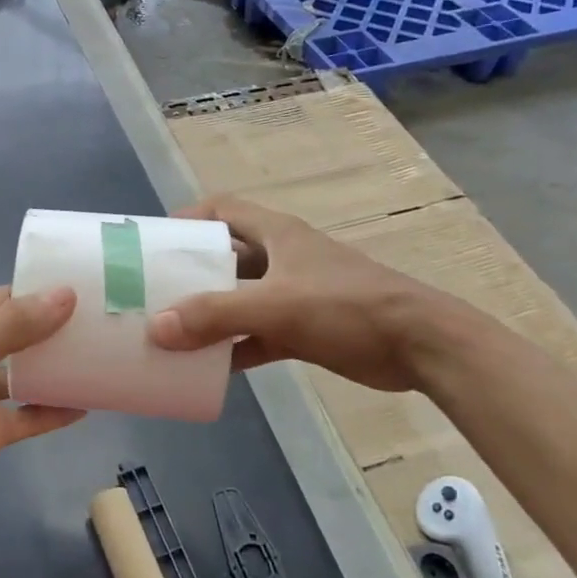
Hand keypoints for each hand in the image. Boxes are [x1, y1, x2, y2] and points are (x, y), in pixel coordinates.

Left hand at [0, 285, 83, 531]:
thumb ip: (13, 325)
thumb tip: (65, 294)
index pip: (5, 298)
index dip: (42, 292)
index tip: (87, 288)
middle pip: (20, 333)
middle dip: (56, 327)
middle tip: (104, 321)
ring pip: (26, 373)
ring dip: (57, 368)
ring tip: (102, 357)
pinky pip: (29, 414)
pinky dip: (53, 410)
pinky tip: (86, 405)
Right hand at [146, 196, 446, 391]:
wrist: (421, 346)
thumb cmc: (347, 307)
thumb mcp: (276, 306)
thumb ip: (215, 315)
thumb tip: (157, 328)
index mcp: (277, 234)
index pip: (223, 209)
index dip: (188, 217)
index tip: (157, 240)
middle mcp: (283, 258)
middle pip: (226, 257)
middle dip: (191, 272)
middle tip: (155, 292)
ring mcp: (295, 294)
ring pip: (240, 298)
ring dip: (211, 314)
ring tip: (172, 332)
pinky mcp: (306, 329)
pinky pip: (258, 334)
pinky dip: (236, 348)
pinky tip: (210, 368)